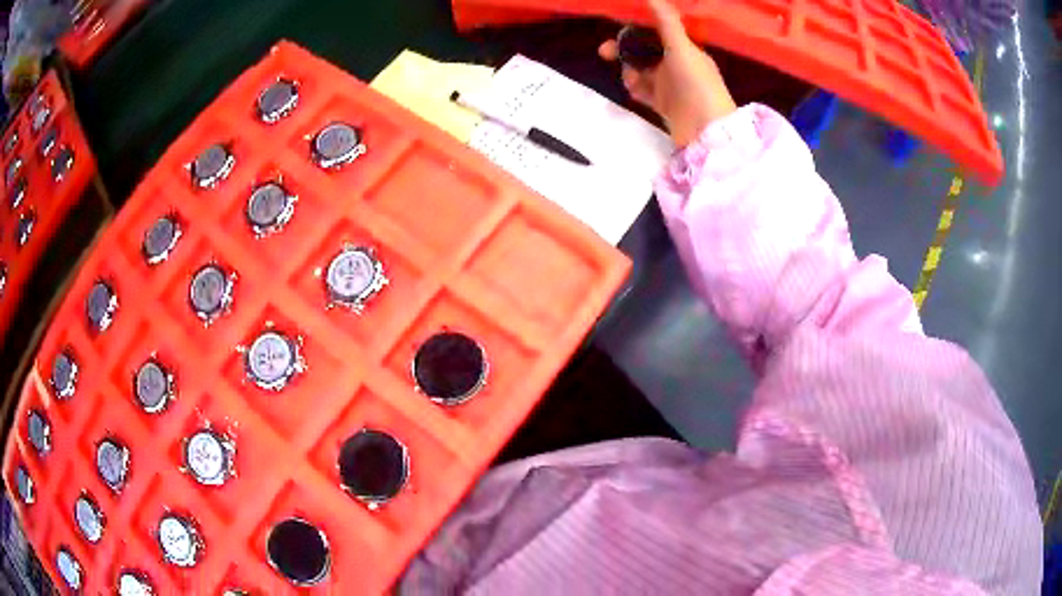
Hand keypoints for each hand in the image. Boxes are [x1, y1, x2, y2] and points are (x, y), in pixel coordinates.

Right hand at [600, 0, 736, 146]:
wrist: (706, 132)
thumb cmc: (696, 84)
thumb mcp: (681, 48)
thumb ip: (666, 21)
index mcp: (687, 50)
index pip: (658, 33)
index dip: (636, 28)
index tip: (615, 25)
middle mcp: (679, 66)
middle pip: (646, 52)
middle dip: (625, 50)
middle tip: (604, 52)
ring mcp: (672, 87)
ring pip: (642, 71)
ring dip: (630, 71)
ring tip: (628, 79)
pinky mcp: (665, 106)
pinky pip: (644, 91)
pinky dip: (635, 88)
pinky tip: (632, 90)